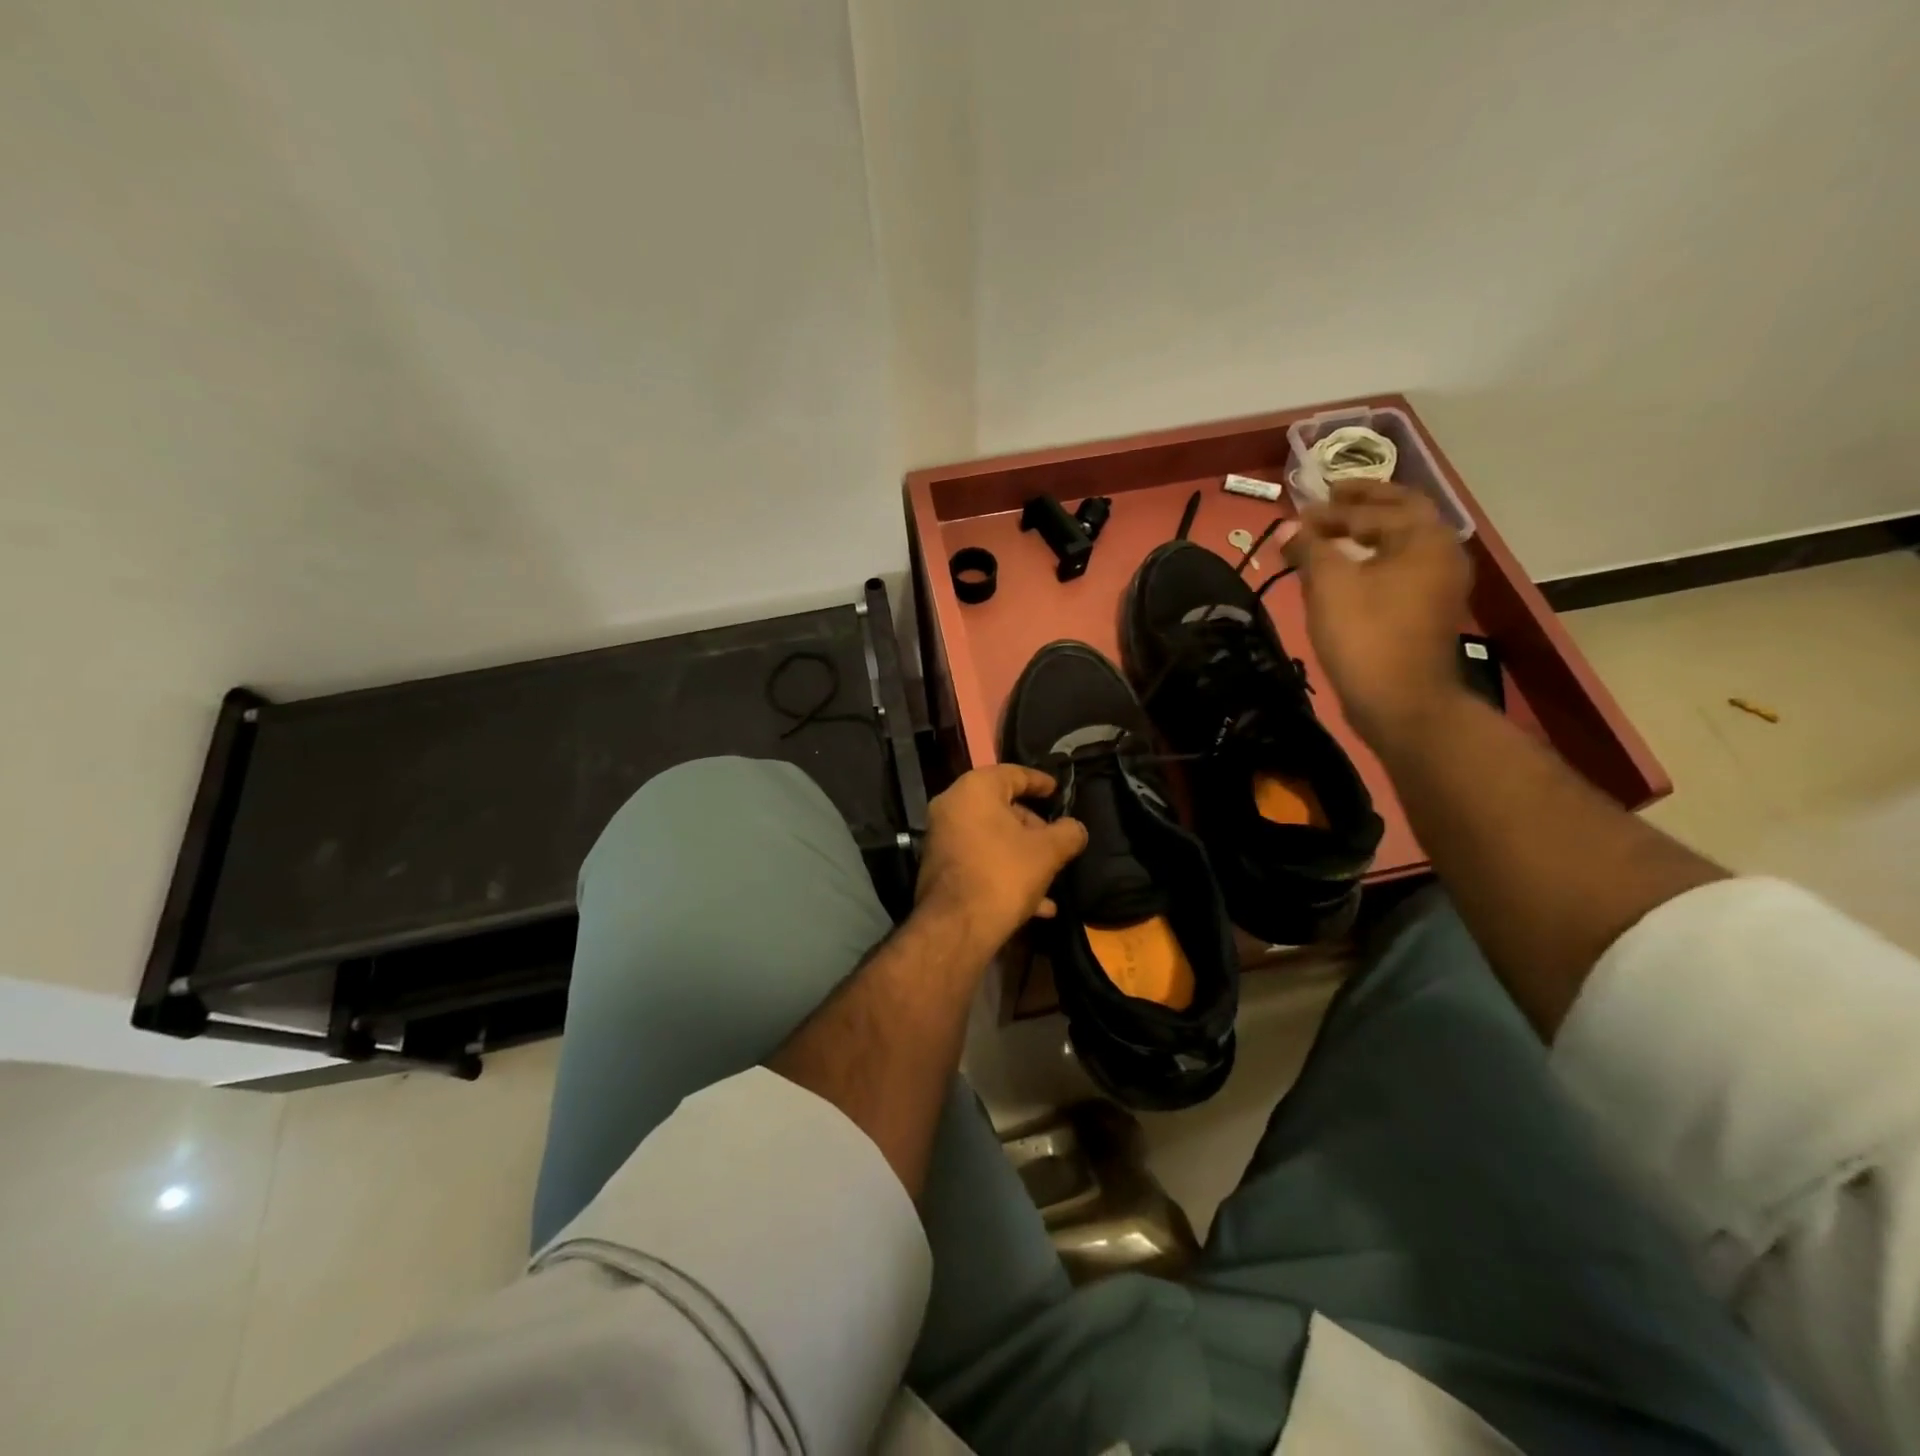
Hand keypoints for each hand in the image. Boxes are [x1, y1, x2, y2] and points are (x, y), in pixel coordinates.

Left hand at [913, 765, 1088, 955]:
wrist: (956, 927)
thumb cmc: (1004, 874)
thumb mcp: (1048, 852)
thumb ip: (1068, 833)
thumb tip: (1075, 829)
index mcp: (975, 789)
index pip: (1013, 773)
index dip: (1040, 782)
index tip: (1058, 791)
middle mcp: (952, 806)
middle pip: (1001, 807)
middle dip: (1032, 825)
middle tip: (1056, 839)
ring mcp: (942, 838)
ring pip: (992, 838)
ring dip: (1022, 854)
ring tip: (1051, 873)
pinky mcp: (940, 868)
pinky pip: (979, 861)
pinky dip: (1005, 873)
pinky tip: (1037, 905)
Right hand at [1283, 480, 1473, 745]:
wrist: (1400, 701)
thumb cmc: (1365, 634)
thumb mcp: (1329, 584)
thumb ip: (1309, 547)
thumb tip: (1287, 528)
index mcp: (1423, 537)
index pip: (1375, 508)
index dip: (1333, 509)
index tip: (1299, 512)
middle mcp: (1441, 552)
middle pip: (1401, 515)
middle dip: (1363, 506)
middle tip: (1328, 500)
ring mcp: (1439, 584)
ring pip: (1401, 544)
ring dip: (1367, 533)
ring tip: (1331, 536)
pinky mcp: (1427, 611)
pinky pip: (1399, 570)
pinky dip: (1373, 560)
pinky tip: (1347, 572)